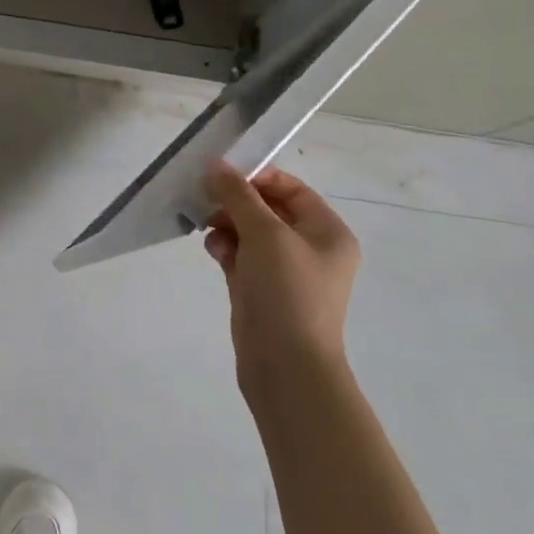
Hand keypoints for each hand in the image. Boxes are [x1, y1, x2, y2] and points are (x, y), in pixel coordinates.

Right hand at [203, 161, 360, 407]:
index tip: (222, 176)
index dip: (257, 178)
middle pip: (267, 209)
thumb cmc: (287, 292)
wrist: (286, 367)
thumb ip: (238, 195)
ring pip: (250, 233)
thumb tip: (216, 166)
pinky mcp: (262, 291)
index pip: (291, 189)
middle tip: (206, 201)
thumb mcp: (264, 233)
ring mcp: (286, 272)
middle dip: (235, 203)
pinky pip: (241, 257)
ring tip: (207, 230)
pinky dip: (226, 249)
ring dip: (226, 225)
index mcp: (327, 232)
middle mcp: (311, 249)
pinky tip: (213, 252)